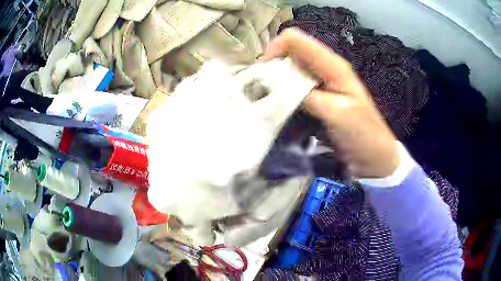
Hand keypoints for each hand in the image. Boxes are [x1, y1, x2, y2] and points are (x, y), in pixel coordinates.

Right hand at [259, 28, 399, 177]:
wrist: (374, 156)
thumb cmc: (362, 135)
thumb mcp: (336, 113)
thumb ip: (306, 96)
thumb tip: (274, 84)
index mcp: (332, 65)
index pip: (295, 40)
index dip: (274, 50)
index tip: (261, 74)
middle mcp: (325, 67)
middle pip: (290, 52)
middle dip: (272, 66)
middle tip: (260, 90)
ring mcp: (322, 82)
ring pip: (290, 69)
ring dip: (275, 80)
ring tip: (265, 99)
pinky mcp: (318, 96)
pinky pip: (294, 85)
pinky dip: (282, 92)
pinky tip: (278, 106)